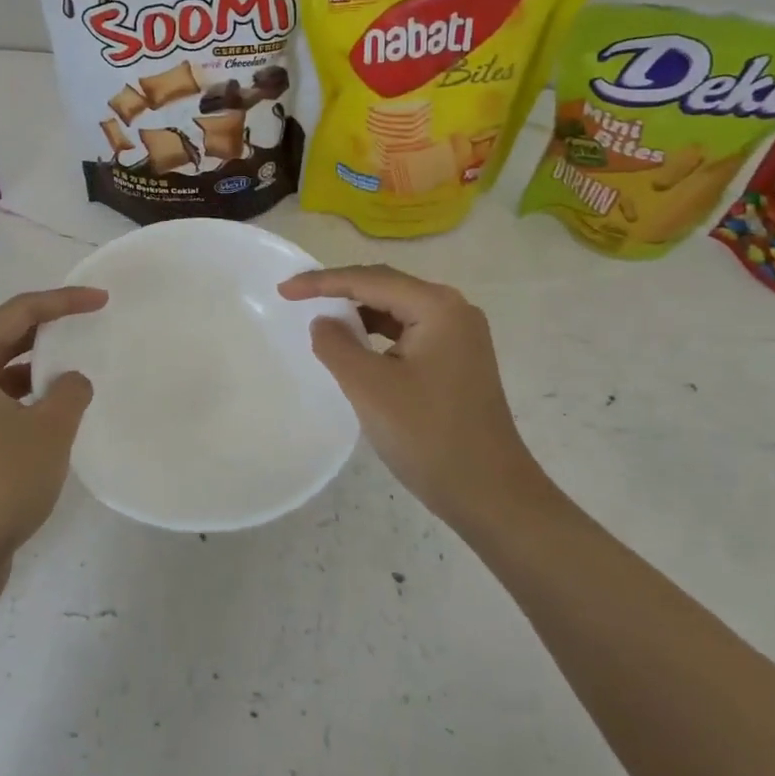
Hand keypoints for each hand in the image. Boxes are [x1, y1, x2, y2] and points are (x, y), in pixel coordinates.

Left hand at [0, 286, 107, 572]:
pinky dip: (21, 393)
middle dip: (47, 328)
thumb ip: (70, 391)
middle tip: (88, 322)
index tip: (101, 300)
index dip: (63, 301)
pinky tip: (49, 406)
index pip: (17, 312)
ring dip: (34, 363)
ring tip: (74, 363)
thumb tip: (71, 381)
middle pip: (1, 335)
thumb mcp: (49, 430)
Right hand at [279, 264, 546, 532]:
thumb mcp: (370, 387)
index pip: (369, 280)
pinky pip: (408, 332)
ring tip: (320, 318)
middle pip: (386, 286)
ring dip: (359, 311)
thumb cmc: (429, 436)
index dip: (322, 282)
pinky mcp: (458, 360)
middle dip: (340, 289)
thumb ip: (337, 345)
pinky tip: (356, 346)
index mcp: (437, 307)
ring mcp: (460, 336)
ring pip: (397, 309)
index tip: (283, 290)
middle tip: (296, 296)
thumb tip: (324, 321)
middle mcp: (454, 310)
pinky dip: (378, 333)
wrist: (492, 495)